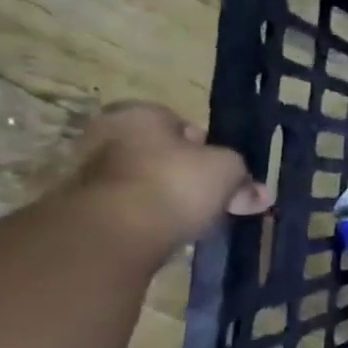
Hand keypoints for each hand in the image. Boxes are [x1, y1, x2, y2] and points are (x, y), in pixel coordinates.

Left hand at [72, 104, 271, 246]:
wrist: (116, 232)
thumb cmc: (175, 183)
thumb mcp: (228, 171)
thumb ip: (245, 179)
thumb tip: (262, 193)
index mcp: (139, 114)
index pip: (182, 125)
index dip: (209, 149)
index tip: (224, 173)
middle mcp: (107, 136)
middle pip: (162, 155)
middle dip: (189, 176)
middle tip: (215, 199)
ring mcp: (90, 174)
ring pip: (147, 184)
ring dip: (169, 199)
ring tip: (196, 221)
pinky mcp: (85, 210)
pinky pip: (131, 210)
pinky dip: (150, 219)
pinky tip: (170, 234)